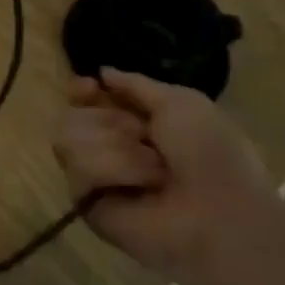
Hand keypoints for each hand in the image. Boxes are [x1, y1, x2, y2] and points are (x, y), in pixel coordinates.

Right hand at [51, 68, 282, 280]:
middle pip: (72, 114)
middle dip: (108, 120)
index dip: (81, 90)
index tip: (88, 87)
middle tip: (142, 137)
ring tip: (151, 169)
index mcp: (136, 123)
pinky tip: (138, 185)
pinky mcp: (87, 202)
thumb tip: (102, 72)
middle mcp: (110, 147)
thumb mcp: (182, 102)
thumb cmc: (210, 153)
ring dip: (115, 147)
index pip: (86, 99)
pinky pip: (77, 170)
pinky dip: (112, 170)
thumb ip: (136, 84)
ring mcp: (95, 175)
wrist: (217, 212)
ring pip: (67, 137)